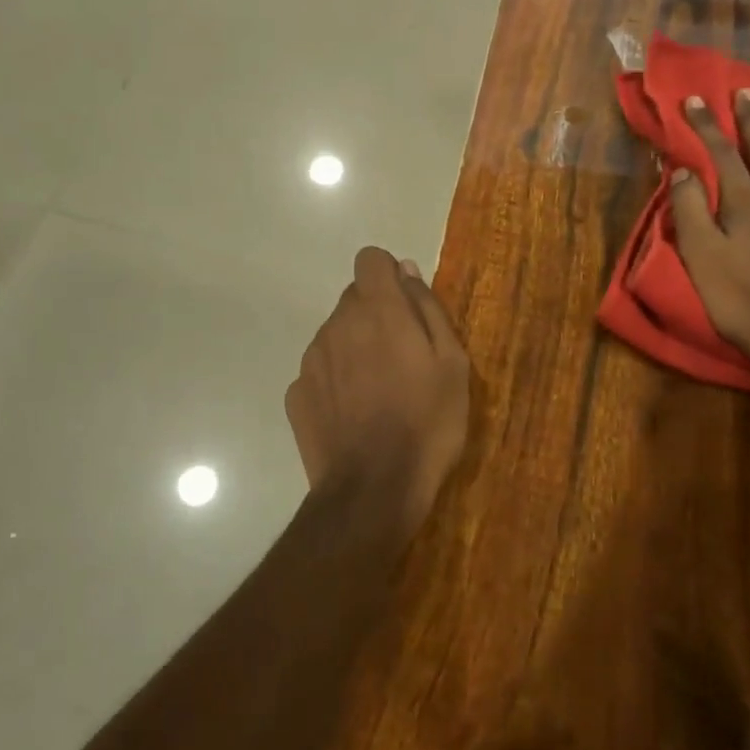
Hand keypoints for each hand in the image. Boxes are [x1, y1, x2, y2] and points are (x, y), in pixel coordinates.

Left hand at [286, 247, 471, 532]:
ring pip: (336, 334)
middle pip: (354, 299)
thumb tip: (406, 271)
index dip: (389, 276)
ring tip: (380, 392)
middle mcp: (337, 325)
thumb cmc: (428, 424)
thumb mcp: (453, 364)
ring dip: (356, 348)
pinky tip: (355, 415)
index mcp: (379, 311)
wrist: (374, 490)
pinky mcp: (296, 394)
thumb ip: (428, 309)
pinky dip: (336, 381)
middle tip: (404, 359)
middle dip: (377, 315)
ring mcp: (311, 360)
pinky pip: (321, 371)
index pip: (370, 259)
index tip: (407, 308)